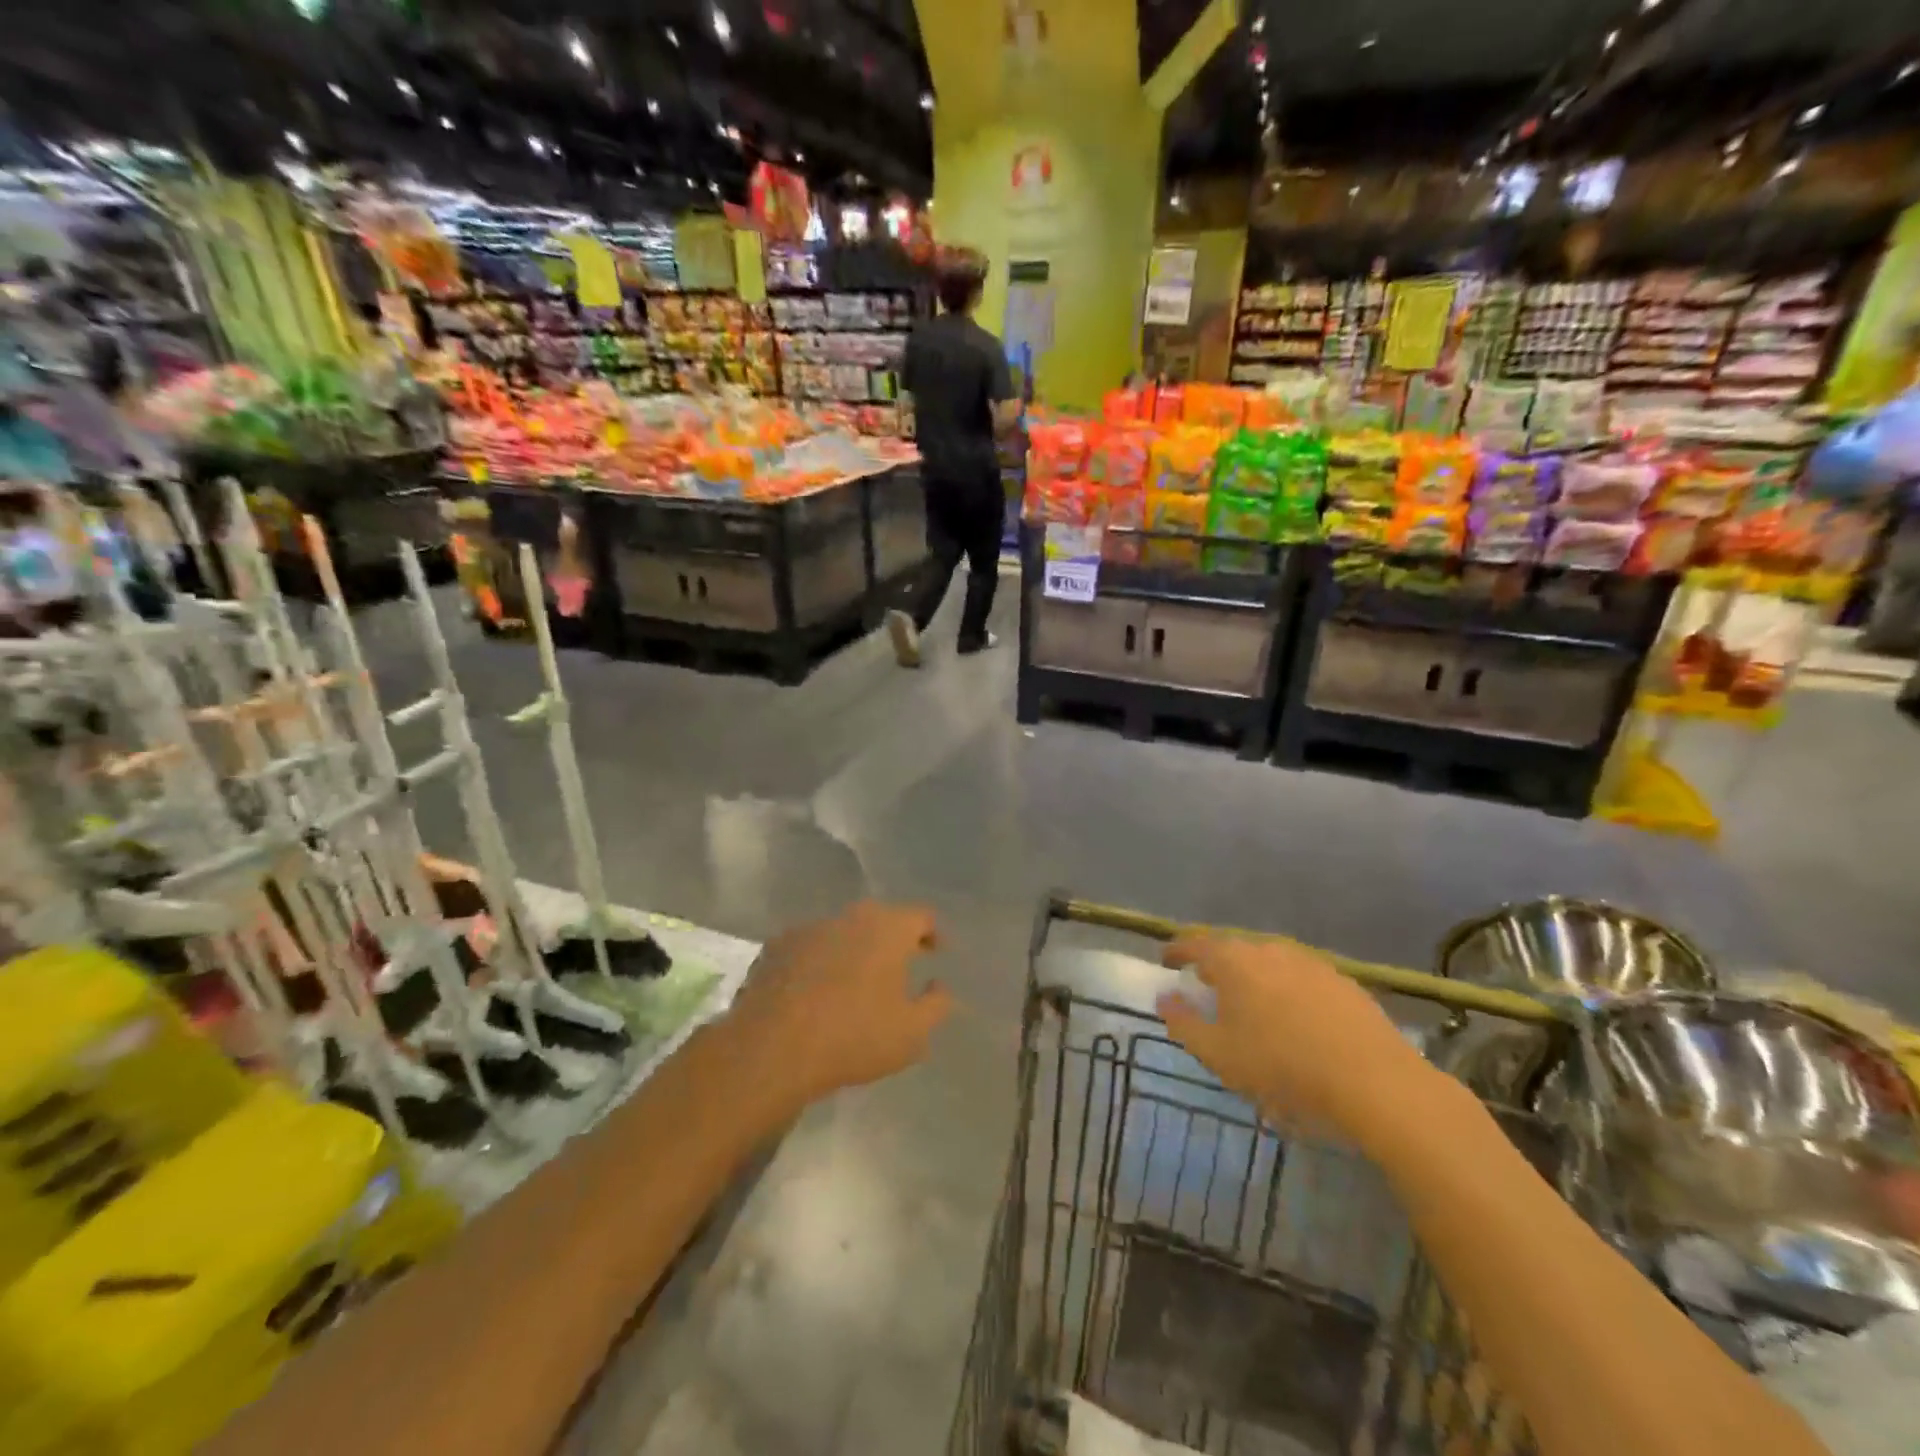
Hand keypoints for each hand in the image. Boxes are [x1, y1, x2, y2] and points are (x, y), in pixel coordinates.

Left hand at [726, 901, 952, 1111]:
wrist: (771, 1048)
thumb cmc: (854, 1036)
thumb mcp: (912, 1033)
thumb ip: (936, 1005)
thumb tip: (939, 986)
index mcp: (888, 928)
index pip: (921, 916)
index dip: (932, 932)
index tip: (936, 952)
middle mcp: (850, 917)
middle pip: (880, 919)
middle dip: (893, 939)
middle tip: (900, 966)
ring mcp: (809, 928)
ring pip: (843, 931)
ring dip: (854, 950)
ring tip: (855, 982)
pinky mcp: (776, 947)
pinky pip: (810, 947)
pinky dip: (820, 961)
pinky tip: (816, 990)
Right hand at [1157, 932, 1433, 1142]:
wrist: (1376, 1083)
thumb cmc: (1283, 1067)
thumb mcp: (1219, 1055)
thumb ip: (1183, 1023)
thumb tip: (1165, 998)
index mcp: (1234, 961)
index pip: (1195, 944)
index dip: (1176, 950)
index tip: (1165, 960)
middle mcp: (1269, 949)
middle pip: (1233, 949)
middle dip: (1215, 964)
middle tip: (1205, 985)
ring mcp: (1310, 962)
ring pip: (1269, 962)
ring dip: (1253, 977)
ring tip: (1249, 1003)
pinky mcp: (1343, 982)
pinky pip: (1300, 978)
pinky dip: (1286, 990)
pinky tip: (1293, 1018)